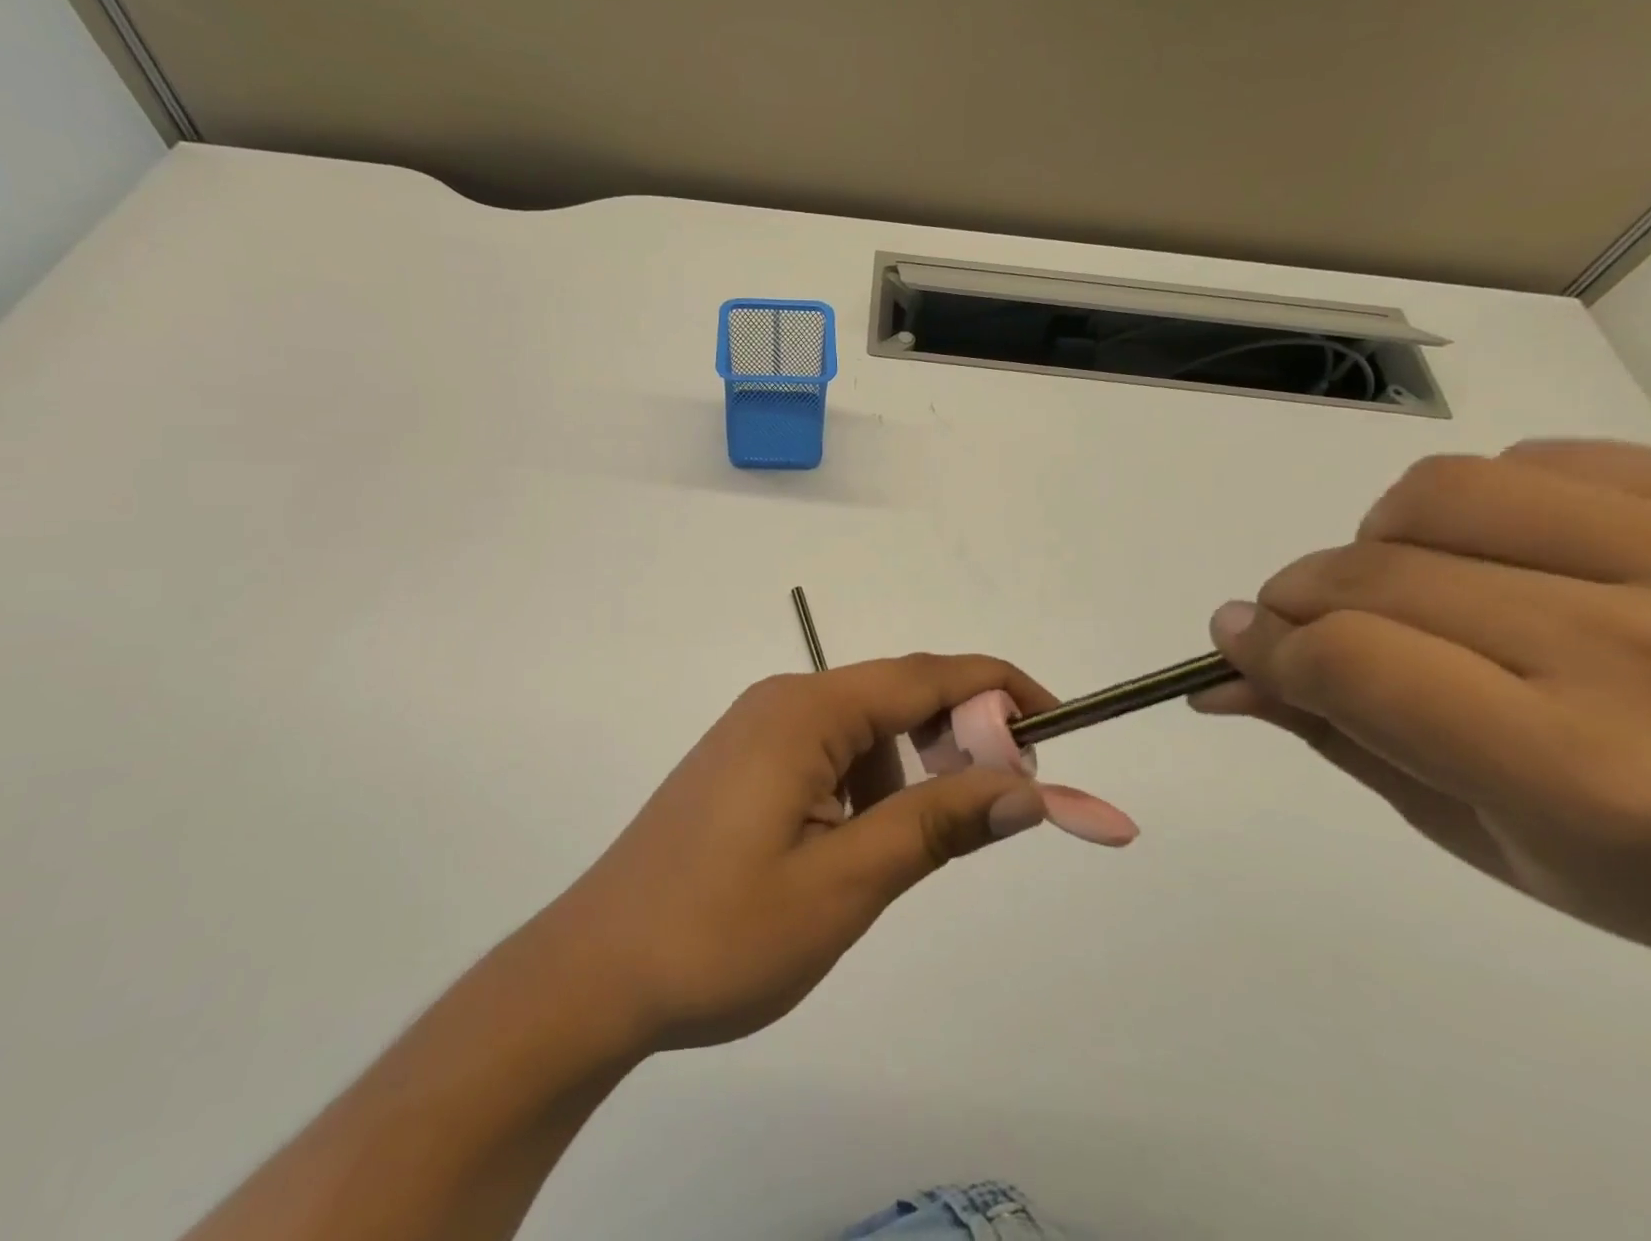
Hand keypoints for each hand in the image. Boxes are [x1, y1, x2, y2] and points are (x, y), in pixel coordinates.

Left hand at [535, 655, 1054, 1050]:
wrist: (593, 974)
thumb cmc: (719, 933)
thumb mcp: (845, 882)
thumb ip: (937, 824)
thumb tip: (1026, 788)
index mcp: (805, 710)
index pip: (926, 675)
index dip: (999, 690)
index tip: (1057, 725)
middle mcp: (782, 701)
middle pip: (896, 697)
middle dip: (958, 740)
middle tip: (995, 808)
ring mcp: (757, 731)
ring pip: (864, 732)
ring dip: (907, 775)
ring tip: (900, 853)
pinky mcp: (743, 764)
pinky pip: (828, 754)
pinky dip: (865, 788)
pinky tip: (848, 849)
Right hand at [1194, 441, 1650, 969]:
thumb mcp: (1517, 848)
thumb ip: (1356, 747)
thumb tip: (1231, 680)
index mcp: (1593, 774)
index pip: (1350, 663)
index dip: (1263, 647)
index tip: (1237, 643)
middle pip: (1374, 575)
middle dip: (1297, 598)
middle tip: (1298, 622)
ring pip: (1440, 493)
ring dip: (1381, 540)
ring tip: (1411, 581)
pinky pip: (1543, 460)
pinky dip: (1484, 504)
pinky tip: (1515, 554)